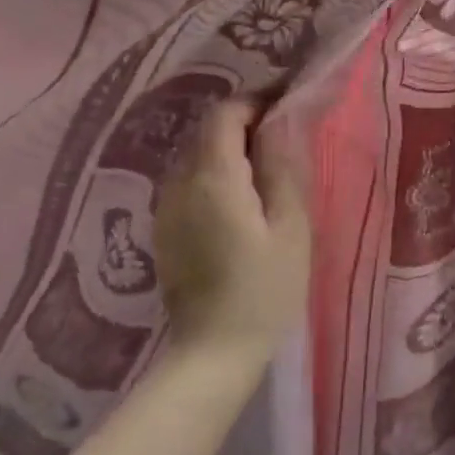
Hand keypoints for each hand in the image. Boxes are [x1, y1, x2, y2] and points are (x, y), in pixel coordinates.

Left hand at [155, 99, 310, 360]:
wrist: (212, 353)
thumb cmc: (264, 291)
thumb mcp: (290, 228)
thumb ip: (283, 168)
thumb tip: (279, 123)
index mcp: (213, 177)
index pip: (225, 113)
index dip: (255, 101)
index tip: (286, 106)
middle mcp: (179, 182)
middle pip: (207, 130)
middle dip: (244, 122)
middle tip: (283, 137)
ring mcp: (165, 206)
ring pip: (196, 154)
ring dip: (229, 147)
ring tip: (265, 168)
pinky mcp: (164, 227)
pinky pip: (188, 180)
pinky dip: (215, 172)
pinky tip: (240, 199)